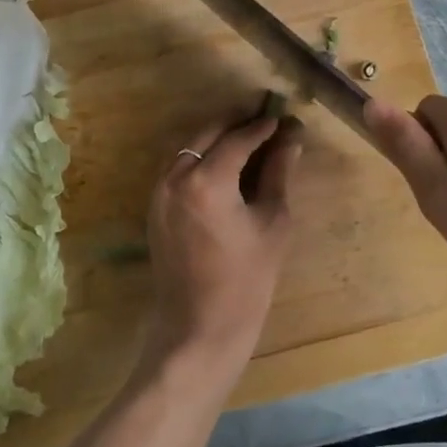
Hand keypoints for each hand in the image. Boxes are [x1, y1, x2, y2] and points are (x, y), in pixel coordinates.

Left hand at [142, 111, 304, 378]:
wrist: (199, 329)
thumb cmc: (246, 280)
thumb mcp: (273, 221)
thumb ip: (279, 173)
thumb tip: (292, 138)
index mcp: (207, 180)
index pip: (238, 138)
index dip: (263, 126)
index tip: (284, 117)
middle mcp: (176, 176)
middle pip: (208, 133)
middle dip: (237, 122)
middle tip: (266, 120)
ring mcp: (159, 191)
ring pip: (190, 147)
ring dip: (217, 137)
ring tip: (248, 138)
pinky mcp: (154, 206)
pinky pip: (179, 166)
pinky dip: (201, 156)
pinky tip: (224, 164)